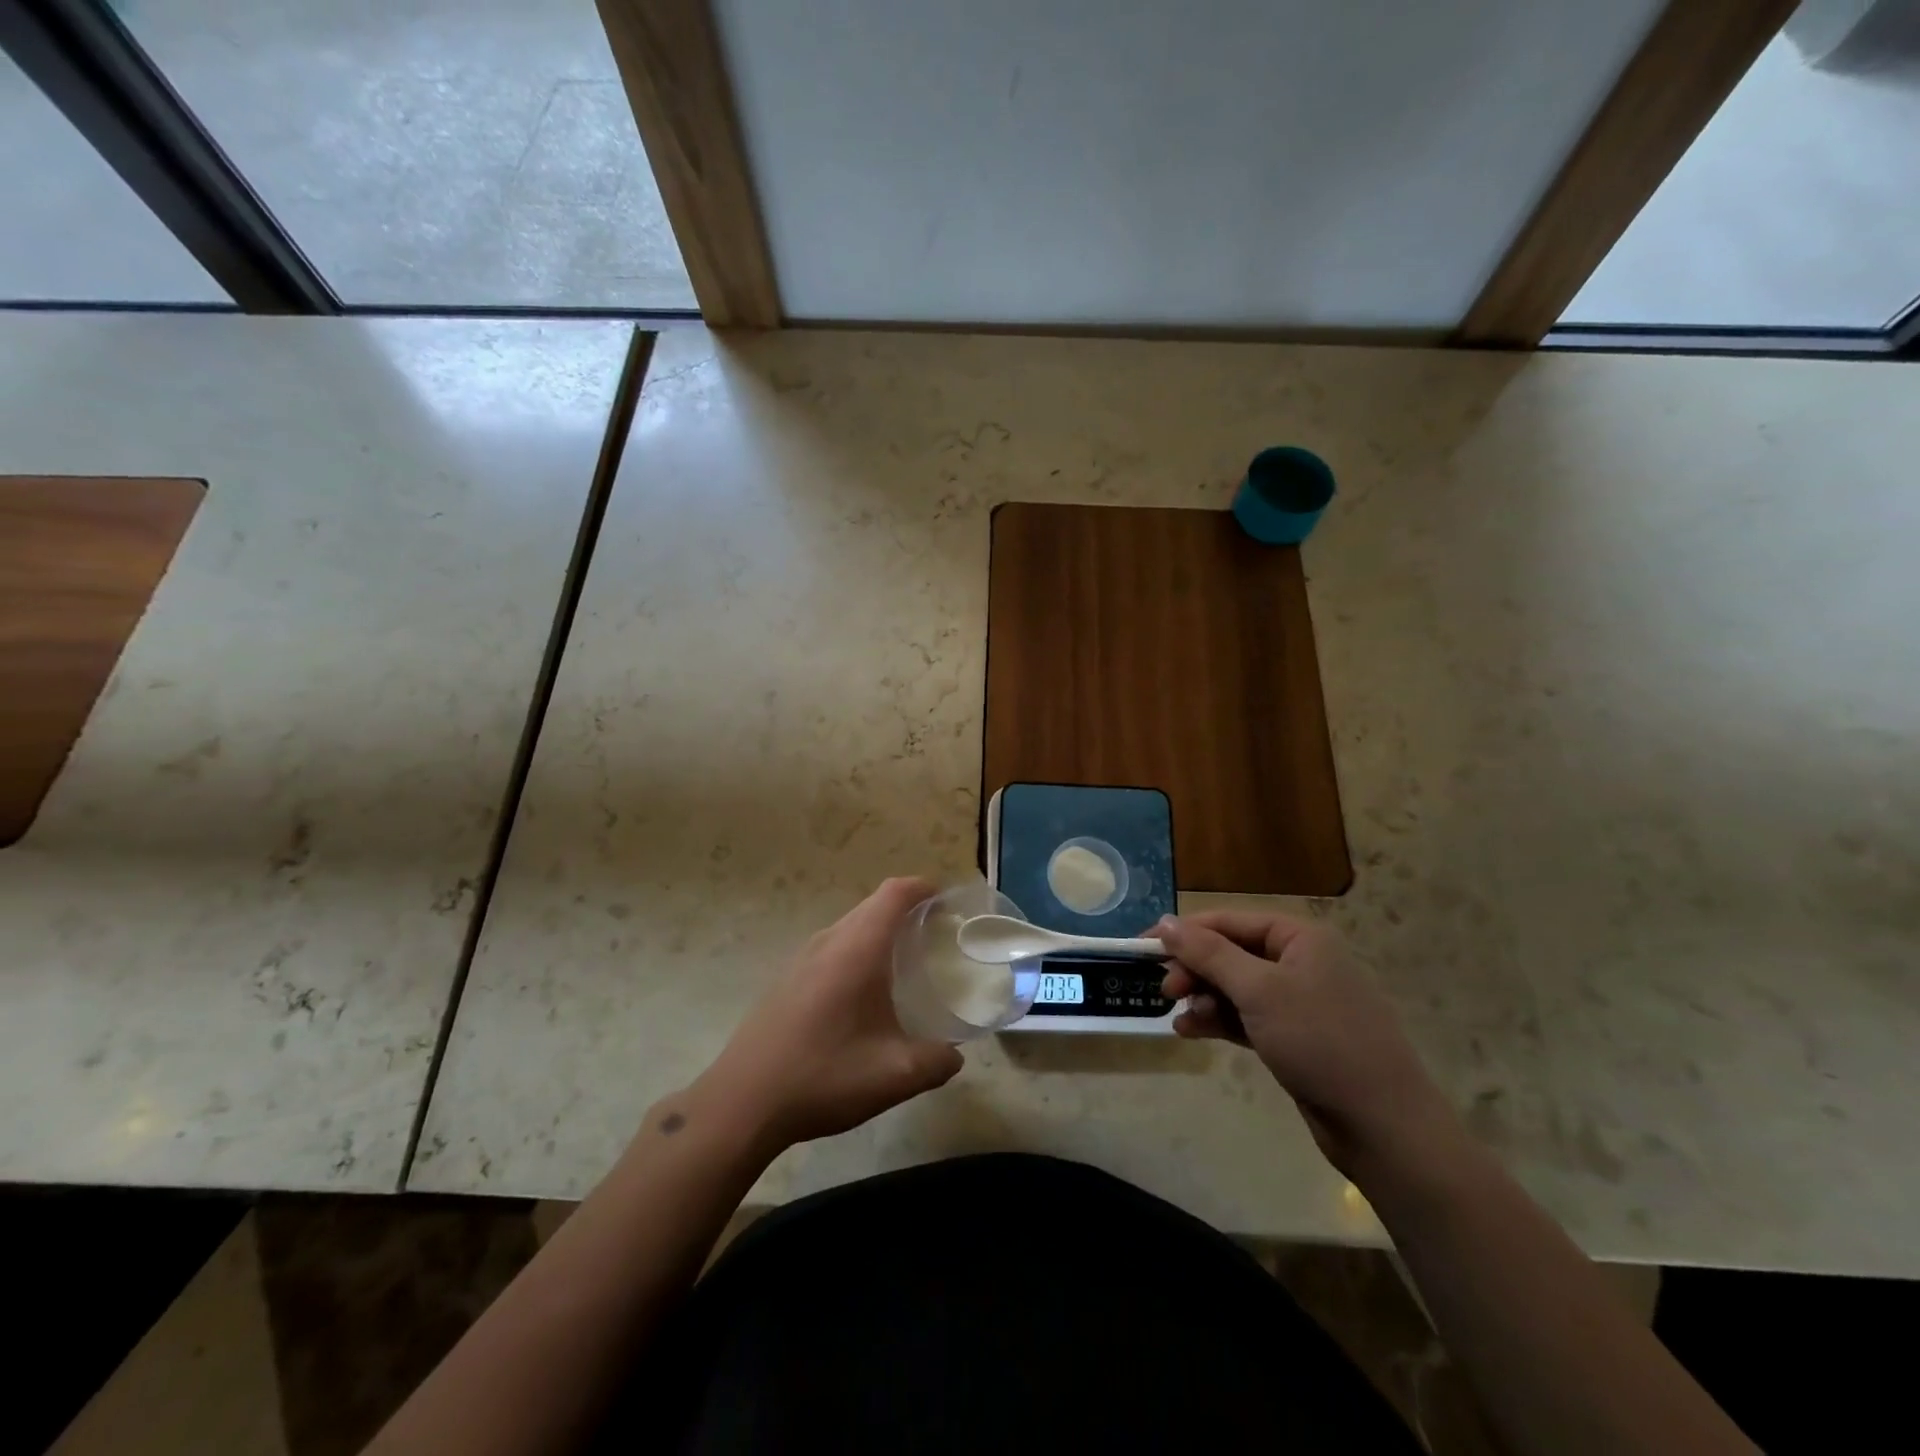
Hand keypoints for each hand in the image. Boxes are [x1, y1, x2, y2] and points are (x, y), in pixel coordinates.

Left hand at [694, 878, 963, 1150]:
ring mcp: (802, 958)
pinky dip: (858, 950)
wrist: (743, 1102)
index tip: (948, 902)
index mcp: (857, 949)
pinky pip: (832, 946)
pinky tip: (864, 994)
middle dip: (908, 910)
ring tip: (906, 963)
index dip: (923, 887)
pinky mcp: (787, 978)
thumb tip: (954, 1055)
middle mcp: (829, 941)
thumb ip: (936, 1061)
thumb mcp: (894, 1076)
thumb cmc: (823, 1076)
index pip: (894, 893)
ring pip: (850, 926)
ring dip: (880, 931)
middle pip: (873, 905)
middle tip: (937, 936)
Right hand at [1157, 911, 1452, 1176]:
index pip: (1228, 921)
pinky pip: (1246, 1016)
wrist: (1384, 1126)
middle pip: (1230, 953)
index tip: (1143, 948)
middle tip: (1165, 992)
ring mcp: (1299, 1001)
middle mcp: (1299, 961)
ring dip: (1203, 998)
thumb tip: (1165, 921)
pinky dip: (1219, 1021)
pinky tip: (1191, 1032)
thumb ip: (1208, 953)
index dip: (1184, 932)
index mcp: (1299, 937)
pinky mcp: (1295, 1037)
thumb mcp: (1259, 991)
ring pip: (1235, 987)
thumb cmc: (1321, 1042)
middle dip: (1194, 970)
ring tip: (1178, 1019)